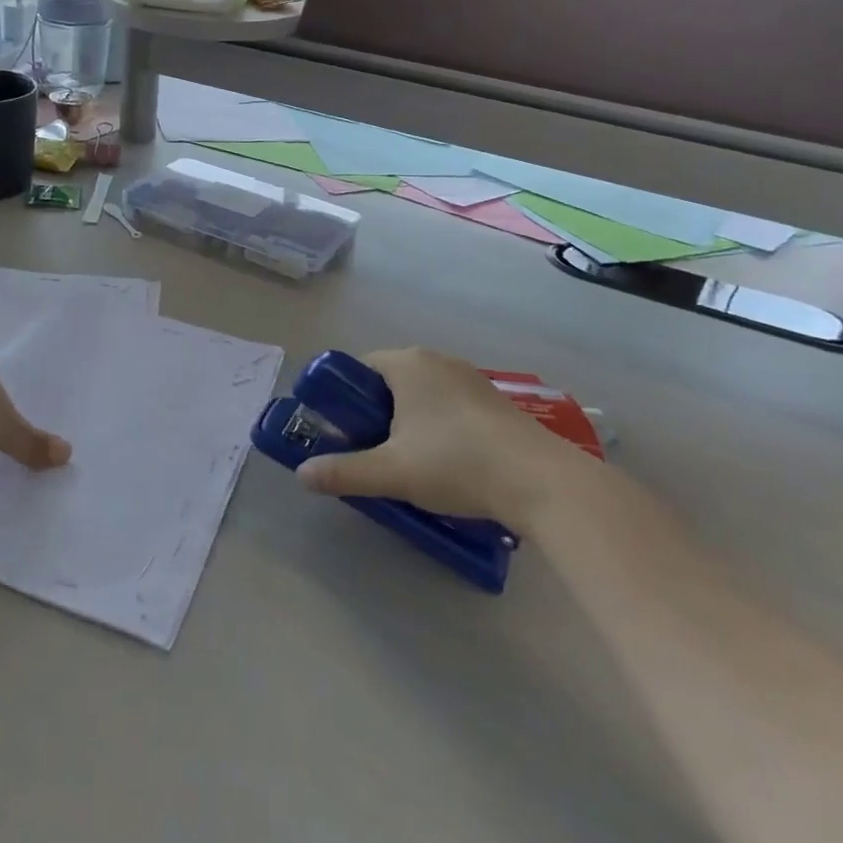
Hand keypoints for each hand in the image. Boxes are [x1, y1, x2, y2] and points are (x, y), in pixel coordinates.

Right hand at [294, 348, 603, 533]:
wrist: (541, 482)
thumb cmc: (455, 463)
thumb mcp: (391, 472)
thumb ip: (343, 472)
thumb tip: (301, 474)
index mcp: (407, 364)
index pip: (359, 368)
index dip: (345, 399)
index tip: (344, 433)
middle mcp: (437, 360)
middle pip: (390, 381)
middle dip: (375, 414)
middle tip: (372, 452)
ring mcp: (470, 379)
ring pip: (422, 394)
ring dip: (408, 422)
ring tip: (409, 462)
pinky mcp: (495, 401)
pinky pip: (450, 405)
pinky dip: (438, 426)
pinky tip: (448, 462)